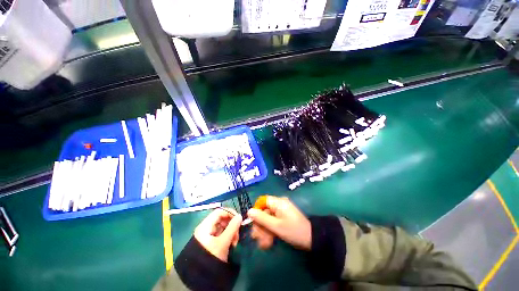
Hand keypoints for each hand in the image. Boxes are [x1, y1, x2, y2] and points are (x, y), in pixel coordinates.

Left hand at [194, 208, 242, 261]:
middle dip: (232, 224)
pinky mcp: (211, 241)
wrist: (200, 278)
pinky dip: (228, 236)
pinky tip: (232, 243)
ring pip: (223, 226)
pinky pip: (222, 234)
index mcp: (205, 226)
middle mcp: (206, 228)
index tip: (239, 218)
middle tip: (237, 234)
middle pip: (222, 219)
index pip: (219, 211)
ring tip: (235, 241)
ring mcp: (208, 235)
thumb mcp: (223, 242)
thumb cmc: (210, 257)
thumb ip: (232, 228)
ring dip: (231, 231)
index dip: (230, 212)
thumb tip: (240, 216)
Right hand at [247, 196, 310, 249]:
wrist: (311, 238)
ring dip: (264, 231)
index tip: (253, 223)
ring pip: (268, 219)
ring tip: (263, 245)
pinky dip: (270, 232)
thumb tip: (249, 211)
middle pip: (264, 212)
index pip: (262, 201)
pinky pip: (273, 222)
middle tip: (256, 238)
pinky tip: (268, 243)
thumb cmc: (293, 230)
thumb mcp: (276, 226)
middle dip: (260, 225)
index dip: (256, 211)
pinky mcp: (283, 218)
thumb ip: (262, 218)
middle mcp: (279, 205)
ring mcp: (281, 212)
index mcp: (278, 202)